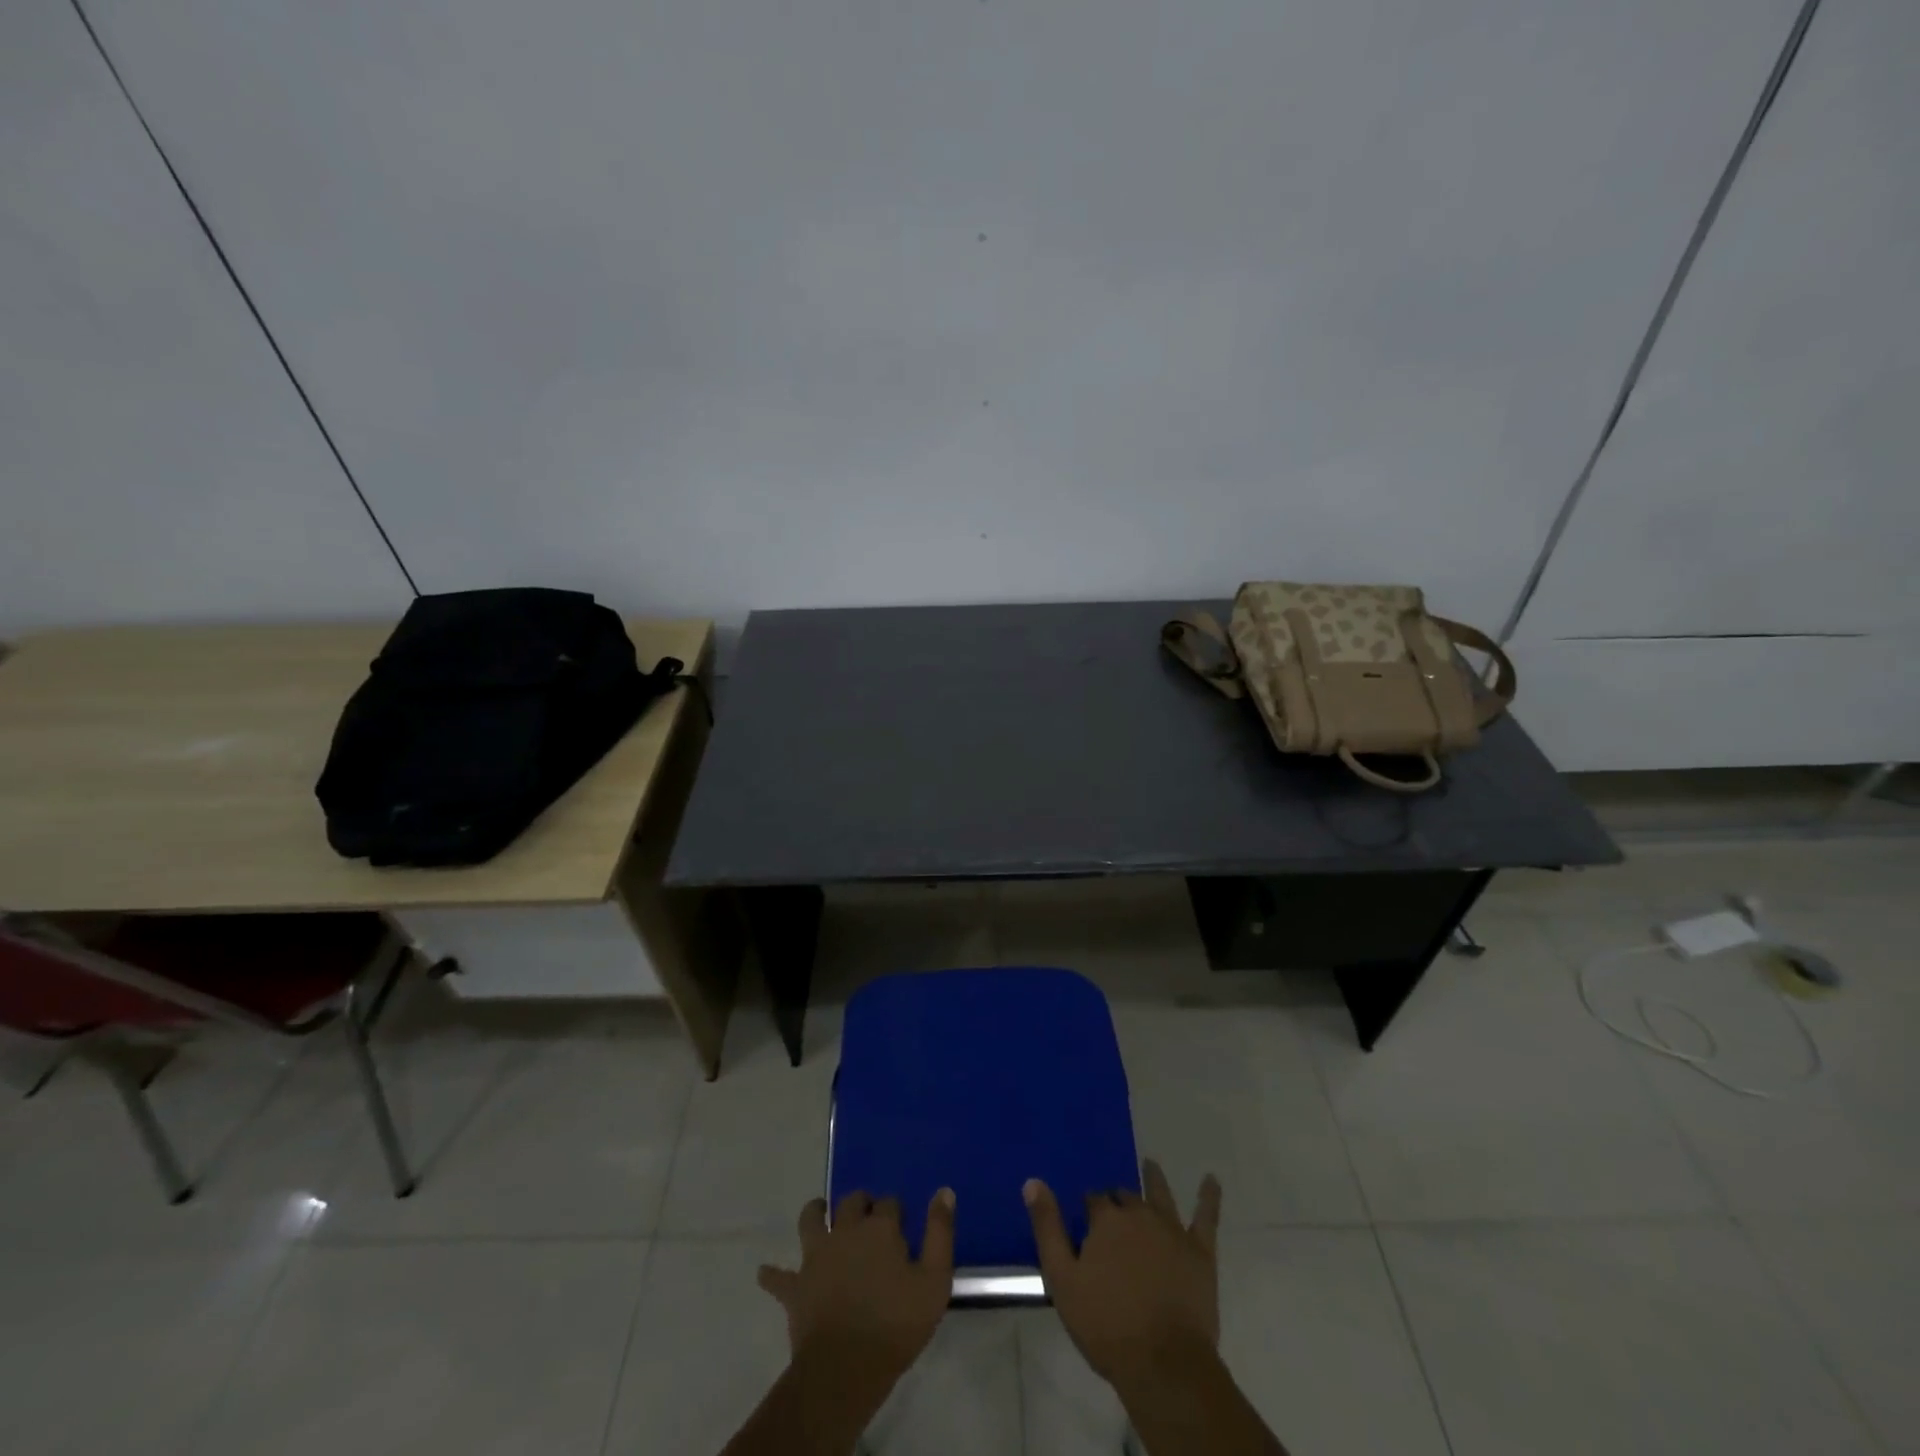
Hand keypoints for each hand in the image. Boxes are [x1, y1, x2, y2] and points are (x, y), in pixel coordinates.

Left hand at [758, 1189, 956, 1385]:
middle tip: (866, 1214)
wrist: (846, 1366)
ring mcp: (816, 1256)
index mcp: (880, 1228)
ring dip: (815, 1213)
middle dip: (860, 1203)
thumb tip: (943, 1190)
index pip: (889, 1204)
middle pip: (851, 1202)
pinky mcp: (796, 1286)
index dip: (895, 1211)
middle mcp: (846, 1230)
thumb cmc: (896, 1324)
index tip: (901, 1224)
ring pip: (811, 1220)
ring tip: (819, 1212)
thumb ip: (940, 1232)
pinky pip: (778, 1277)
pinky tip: (765, 1273)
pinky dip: (772, 1275)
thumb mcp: (935, 1280)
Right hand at [1024, 1159, 1222, 1383]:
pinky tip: (1212, 1180)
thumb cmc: (1107, 1325)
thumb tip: (1033, 1181)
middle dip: (1117, 1200)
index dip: (1089, 1210)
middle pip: (1125, 1197)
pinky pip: (1206, 1218)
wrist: (1164, 1364)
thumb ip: (1047, 1228)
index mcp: (1106, 1220)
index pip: (1093, 1201)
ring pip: (1160, 1194)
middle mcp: (1139, 1214)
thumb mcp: (1062, 1279)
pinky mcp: (1200, 1252)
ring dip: (1154, 1179)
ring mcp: (1172, 1230)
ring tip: (1151, 1165)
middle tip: (1112, 1211)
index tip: (1085, 1221)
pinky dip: (1209, 1197)